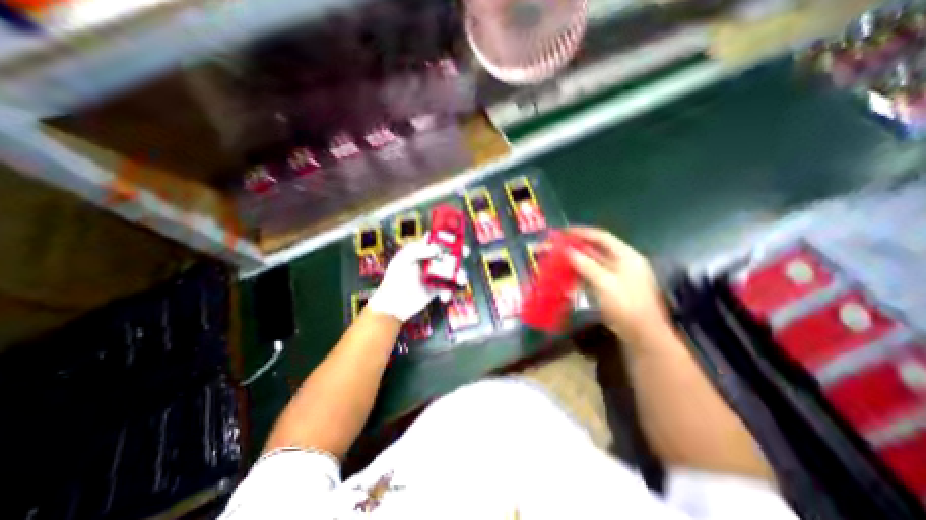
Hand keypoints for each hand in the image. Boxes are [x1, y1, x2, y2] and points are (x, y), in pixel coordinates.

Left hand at [367, 237, 466, 321]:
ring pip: (453, 271)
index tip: (456, 235)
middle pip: (449, 253)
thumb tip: (438, 250)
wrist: (393, 305)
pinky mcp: (437, 288)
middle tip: (465, 252)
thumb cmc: (395, 278)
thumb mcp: (404, 259)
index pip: (436, 239)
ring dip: (460, 274)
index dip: (446, 235)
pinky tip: (443, 297)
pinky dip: (449, 292)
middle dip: (459, 252)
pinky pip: (449, 287)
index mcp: (421, 250)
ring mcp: (435, 275)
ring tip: (462, 279)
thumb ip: (420, 250)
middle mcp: (430, 261)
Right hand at [565, 225, 673, 343]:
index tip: (562, 232)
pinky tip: (566, 275)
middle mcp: (622, 263)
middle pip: (595, 249)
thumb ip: (585, 265)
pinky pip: (592, 276)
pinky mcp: (610, 288)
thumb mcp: (605, 283)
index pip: (602, 237)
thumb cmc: (626, 306)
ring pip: (592, 263)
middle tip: (555, 246)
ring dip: (575, 260)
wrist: (643, 336)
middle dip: (575, 247)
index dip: (581, 232)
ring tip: (556, 259)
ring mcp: (616, 276)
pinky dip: (579, 273)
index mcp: (626, 256)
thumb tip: (567, 251)